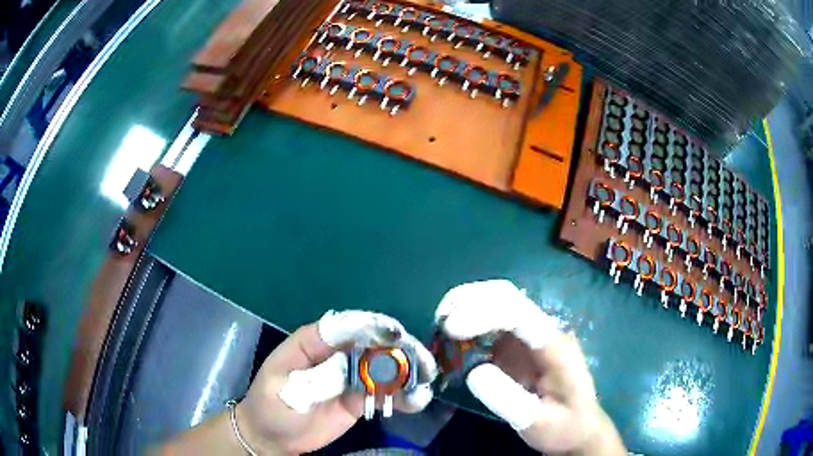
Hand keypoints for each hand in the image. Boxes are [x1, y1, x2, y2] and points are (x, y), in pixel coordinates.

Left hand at [236, 310, 436, 454]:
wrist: (273, 436)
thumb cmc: (271, 406)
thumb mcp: (285, 391)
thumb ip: (317, 379)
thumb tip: (352, 369)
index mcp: (312, 342)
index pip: (344, 327)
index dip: (370, 327)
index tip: (394, 335)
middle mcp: (336, 354)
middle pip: (371, 344)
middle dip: (398, 349)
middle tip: (423, 360)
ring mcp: (349, 376)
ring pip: (382, 367)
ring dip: (406, 371)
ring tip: (428, 380)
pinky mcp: (359, 397)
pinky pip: (383, 392)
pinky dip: (401, 394)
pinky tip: (417, 400)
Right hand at [436, 280, 624, 454]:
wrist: (579, 428)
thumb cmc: (564, 426)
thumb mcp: (539, 423)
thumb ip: (509, 401)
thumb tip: (473, 373)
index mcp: (554, 345)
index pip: (518, 313)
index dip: (482, 313)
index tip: (451, 329)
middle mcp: (542, 332)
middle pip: (505, 296)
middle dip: (468, 300)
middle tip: (439, 321)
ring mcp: (529, 337)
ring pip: (495, 304)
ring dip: (465, 308)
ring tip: (440, 330)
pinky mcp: (517, 347)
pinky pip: (489, 325)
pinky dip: (466, 326)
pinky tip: (451, 342)